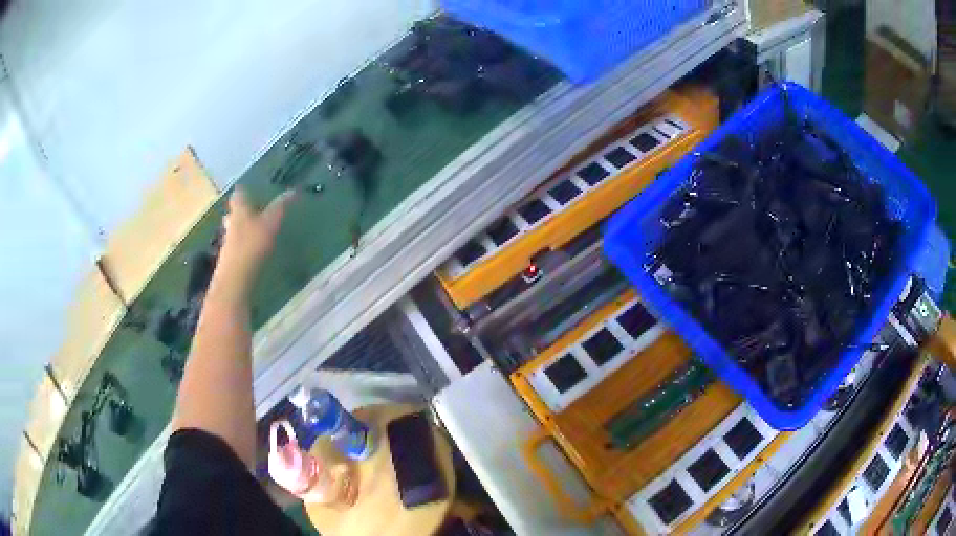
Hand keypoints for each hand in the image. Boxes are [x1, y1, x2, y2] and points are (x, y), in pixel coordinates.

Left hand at [214, 188, 294, 295]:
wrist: (235, 278)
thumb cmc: (252, 244)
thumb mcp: (271, 222)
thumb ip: (281, 207)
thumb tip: (294, 190)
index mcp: (240, 209)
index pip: (239, 194)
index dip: (244, 191)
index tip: (249, 189)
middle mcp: (231, 222)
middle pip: (233, 212)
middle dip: (240, 210)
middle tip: (249, 210)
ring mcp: (227, 241)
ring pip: (233, 229)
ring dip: (239, 228)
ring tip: (251, 231)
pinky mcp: (229, 259)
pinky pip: (235, 246)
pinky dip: (241, 245)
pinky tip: (250, 250)